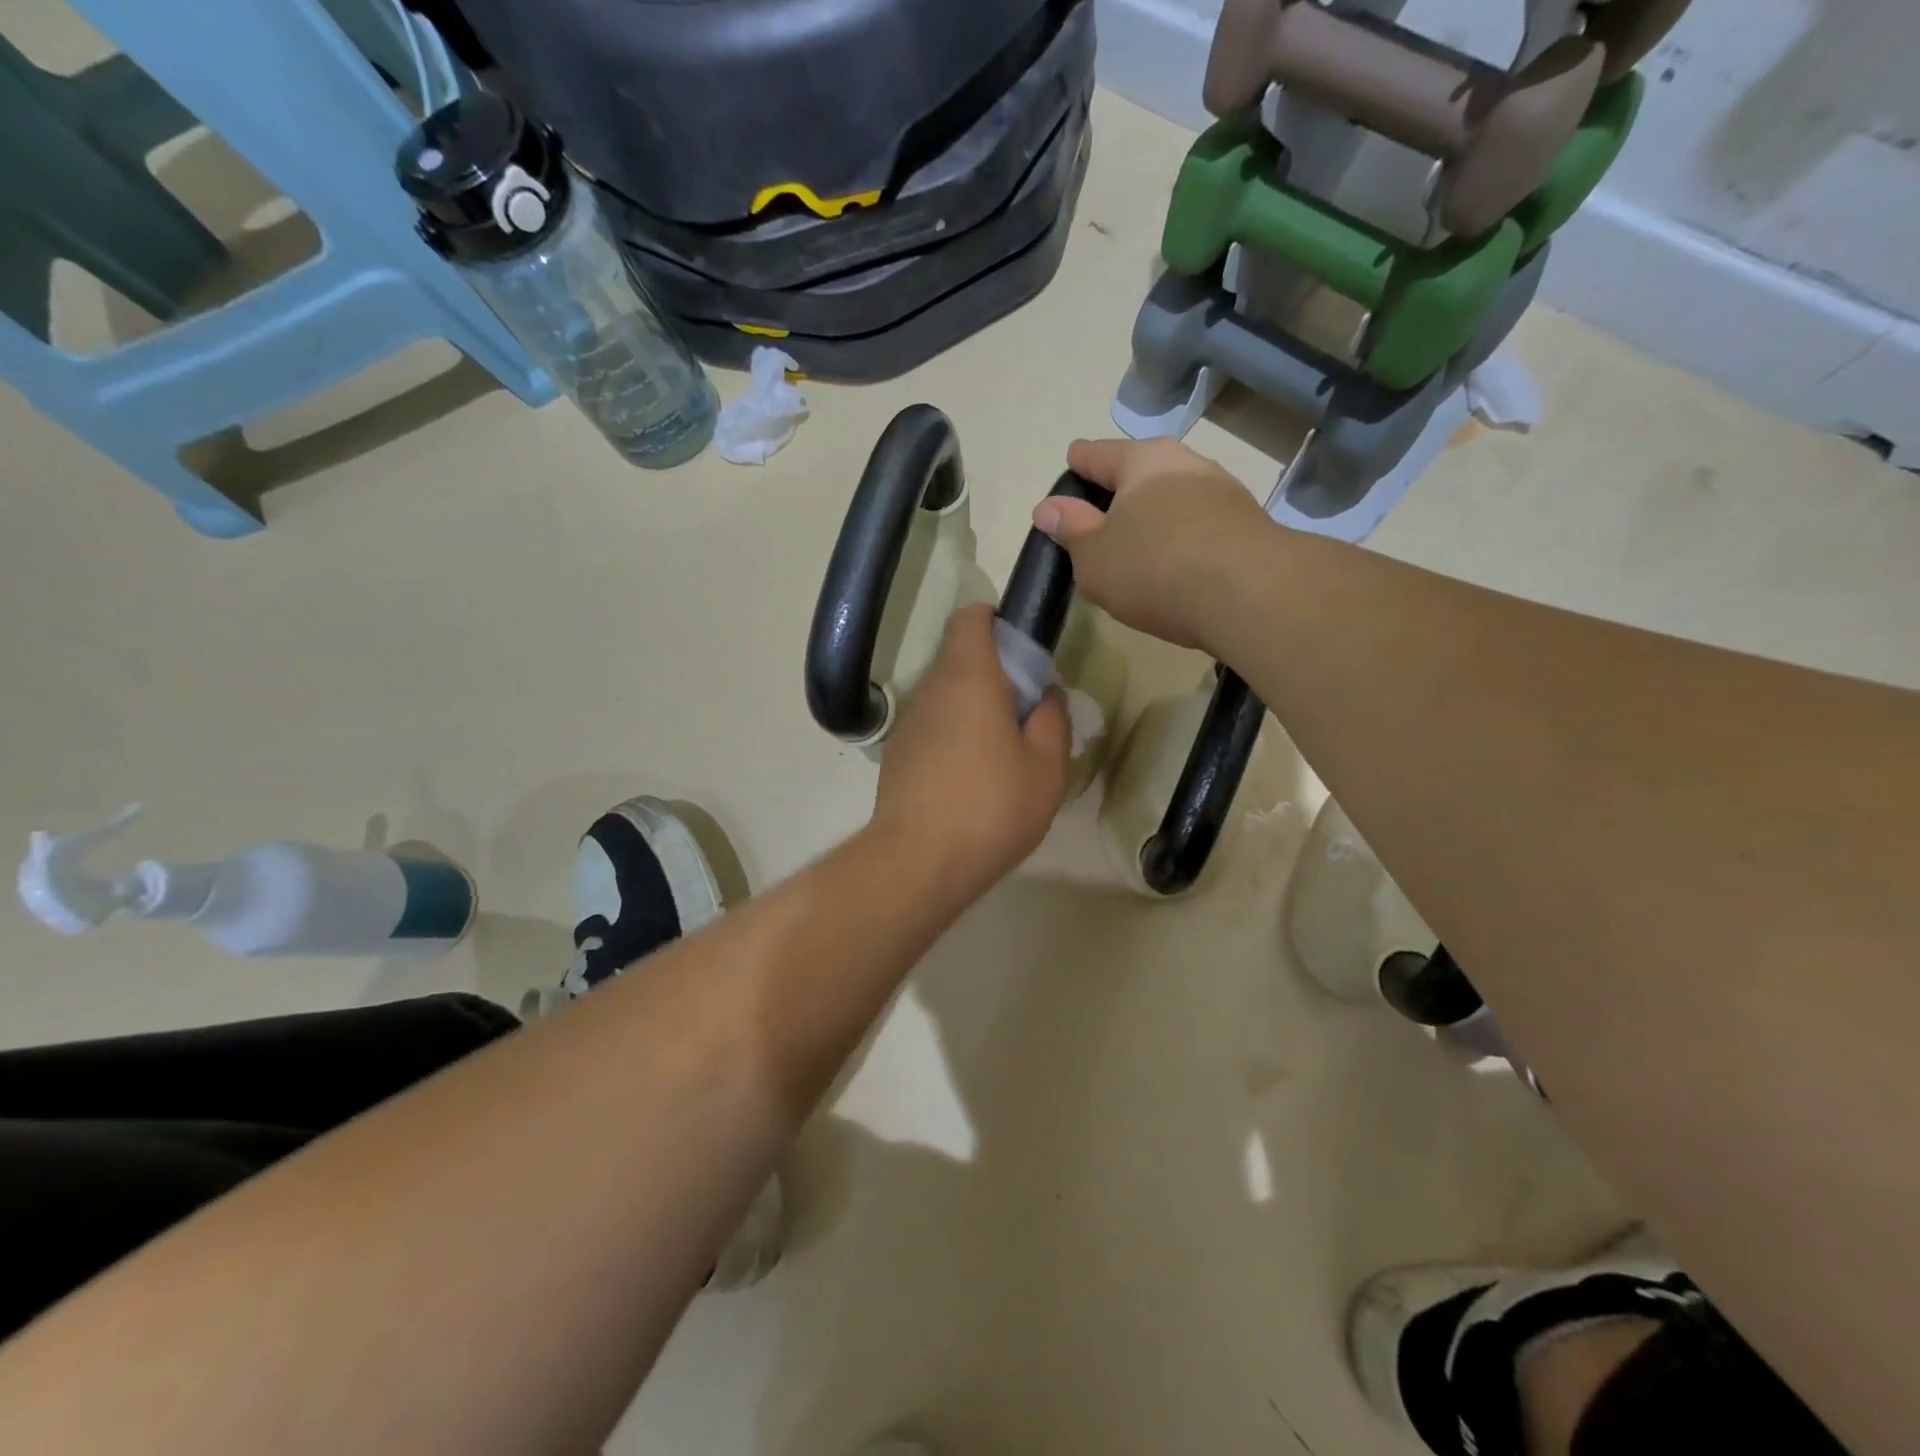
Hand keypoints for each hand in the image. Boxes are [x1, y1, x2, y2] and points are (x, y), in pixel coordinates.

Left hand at [872, 606, 1071, 894]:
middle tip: (1024, 715)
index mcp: (969, 677)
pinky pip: (931, 727)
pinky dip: (952, 737)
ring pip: (945, 696)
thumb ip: (1052, 719)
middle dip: (993, 674)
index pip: (971, 618)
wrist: (918, 861)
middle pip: (959, 658)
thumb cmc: (992, 806)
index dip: (996, 623)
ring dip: (972, 709)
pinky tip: (969, 780)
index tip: (1022, 654)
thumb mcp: (1047, 766)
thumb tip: (1045, 694)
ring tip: (1000, 755)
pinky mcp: (896, 755)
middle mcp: (931, 689)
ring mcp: (908, 723)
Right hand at [1034, 437, 1275, 651]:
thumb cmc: (1155, 569)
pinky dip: (1179, 539)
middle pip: (1139, 473)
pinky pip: (1198, 526)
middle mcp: (1186, 464)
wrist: (1251, 596)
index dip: (1076, 466)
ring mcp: (1223, 492)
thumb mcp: (1094, 557)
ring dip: (1152, 519)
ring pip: (1172, 499)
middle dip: (1117, 495)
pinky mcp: (1247, 526)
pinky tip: (1173, 569)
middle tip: (1097, 526)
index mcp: (1141, 460)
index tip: (1068, 473)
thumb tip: (1049, 507)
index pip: (1096, 454)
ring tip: (1136, 552)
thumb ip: (1071, 530)